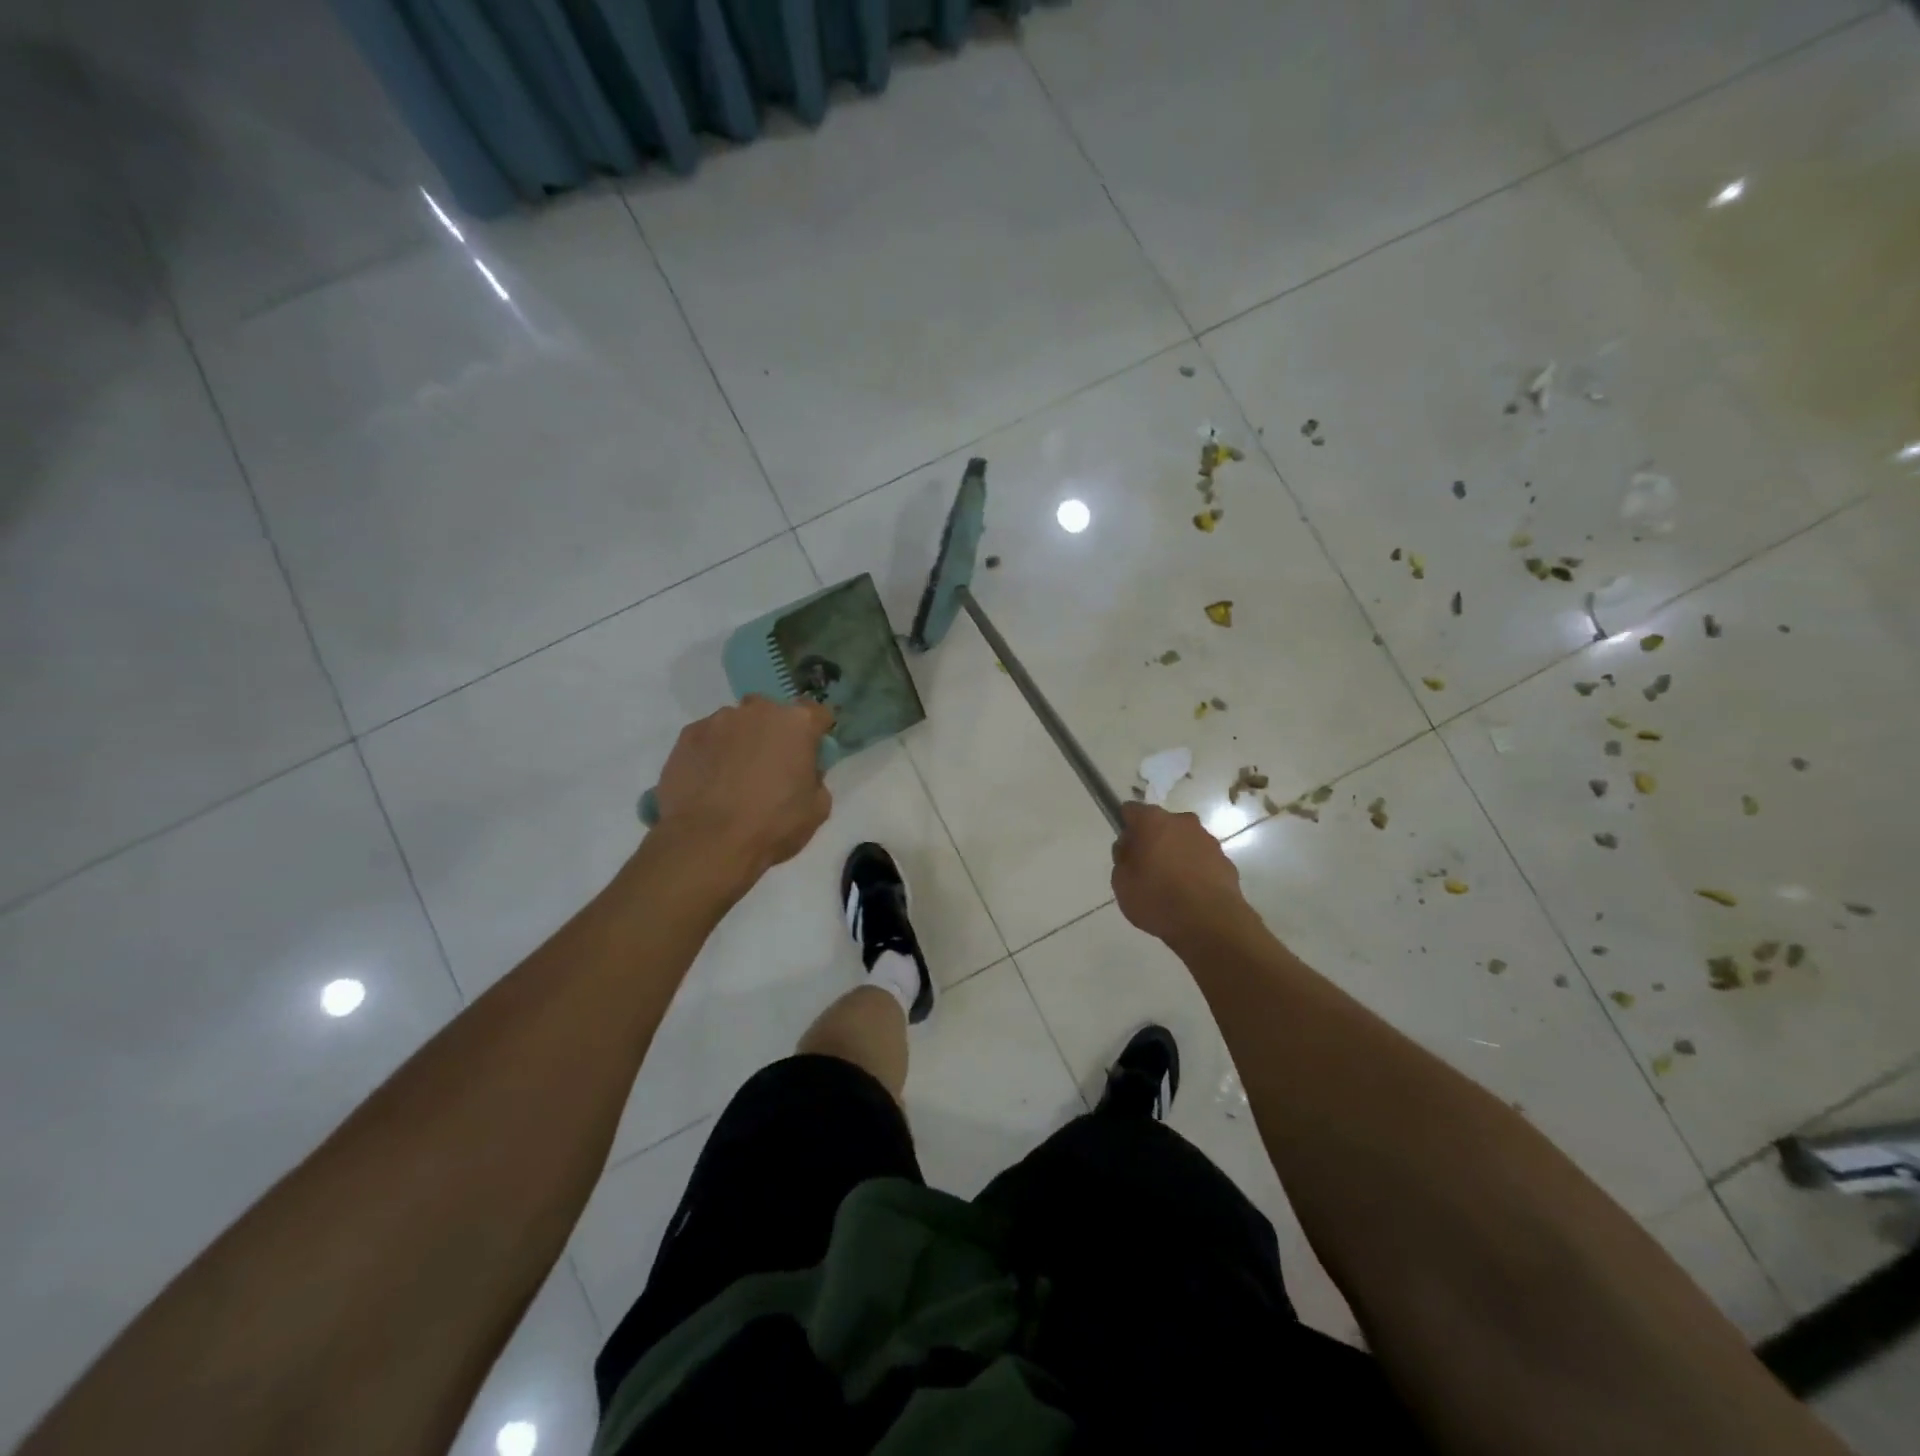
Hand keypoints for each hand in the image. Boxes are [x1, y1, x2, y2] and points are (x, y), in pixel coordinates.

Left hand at [652, 696, 834, 887]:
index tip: (811, 753)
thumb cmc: (773, 825)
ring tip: (732, 778)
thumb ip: (815, 779)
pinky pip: (707, 738)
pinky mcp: (687, 735)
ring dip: (740, 742)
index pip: (816, 713)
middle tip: (770, 767)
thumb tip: (804, 772)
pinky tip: (708, 782)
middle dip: (773, 733)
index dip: (816, 732)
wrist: (708, 843)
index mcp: (797, 724)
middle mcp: (758, 711)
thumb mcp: (817, 809)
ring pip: (736, 724)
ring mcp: (718, 720)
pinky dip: (711, 753)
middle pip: (772, 713)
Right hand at [1111, 803, 1248, 944]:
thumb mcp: (1121, 882)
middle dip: (1153, 841)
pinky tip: (1190, 896)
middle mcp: (1183, 822)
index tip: (1125, 849)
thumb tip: (1131, 848)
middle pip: (1161, 824)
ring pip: (1184, 842)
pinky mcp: (1226, 861)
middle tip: (1145, 870)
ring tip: (1170, 887)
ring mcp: (1208, 840)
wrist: (1210, 923)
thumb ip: (1122, 858)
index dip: (1125, 826)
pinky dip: (1195, 871)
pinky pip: (1202, 861)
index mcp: (1153, 821)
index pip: (1131, 810)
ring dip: (1176, 856)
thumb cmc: (1157, 898)